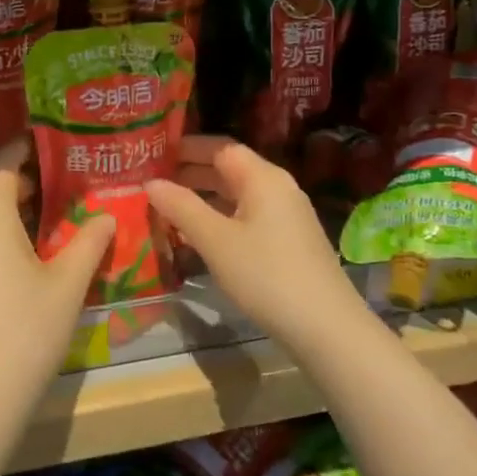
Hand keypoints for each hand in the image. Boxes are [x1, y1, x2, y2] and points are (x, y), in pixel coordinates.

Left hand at [0, 143, 115, 425]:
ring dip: (18, 215)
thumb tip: (107, 215)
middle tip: (71, 184)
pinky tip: (32, 261)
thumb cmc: (26, 331)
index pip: (1, 164)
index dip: (25, 148)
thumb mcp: (68, 285)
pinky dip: (4, 240)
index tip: (55, 144)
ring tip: (58, 220)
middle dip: (30, 184)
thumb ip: (89, 243)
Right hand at [146, 136, 369, 356]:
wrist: (326, 328)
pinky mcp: (289, 241)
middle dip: (191, 172)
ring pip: (238, 195)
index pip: (220, 147)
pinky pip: (248, 216)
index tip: (154, 154)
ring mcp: (287, 215)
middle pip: (230, 169)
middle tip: (153, 181)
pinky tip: (200, 235)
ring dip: (204, 197)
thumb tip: (150, 183)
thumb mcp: (216, 240)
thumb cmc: (266, 275)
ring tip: (168, 207)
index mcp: (263, 177)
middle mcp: (278, 188)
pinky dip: (221, 217)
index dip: (187, 148)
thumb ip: (181, 207)